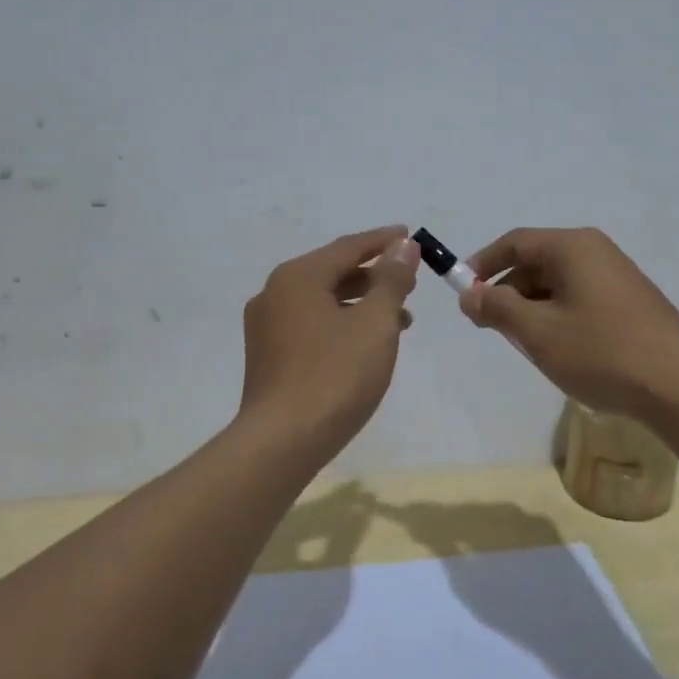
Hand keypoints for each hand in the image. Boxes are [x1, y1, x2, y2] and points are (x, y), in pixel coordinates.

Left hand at [239, 225, 420, 461]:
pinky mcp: (268, 355)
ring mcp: (266, 326)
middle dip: (375, 275)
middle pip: (332, 271)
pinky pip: (311, 324)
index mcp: (298, 276)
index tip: (412, 236)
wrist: (282, 442)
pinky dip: (341, 323)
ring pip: (322, 300)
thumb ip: (391, 280)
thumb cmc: (335, 375)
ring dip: (362, 303)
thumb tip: (403, 246)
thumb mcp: (375, 323)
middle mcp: (275, 292)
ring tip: (400, 318)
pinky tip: (365, 343)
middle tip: (411, 282)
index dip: (384, 241)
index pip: (348, 247)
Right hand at [458, 227, 678, 423]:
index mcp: (573, 247)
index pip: (515, 242)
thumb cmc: (601, 353)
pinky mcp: (632, 301)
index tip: (462, 292)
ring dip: (533, 308)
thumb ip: (498, 308)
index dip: (483, 264)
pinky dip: (559, 316)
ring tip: (524, 344)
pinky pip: (581, 298)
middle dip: (508, 291)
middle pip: (538, 262)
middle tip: (489, 326)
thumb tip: (470, 293)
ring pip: (559, 283)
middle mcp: (597, 251)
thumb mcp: (538, 333)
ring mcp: (618, 276)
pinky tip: (560, 349)